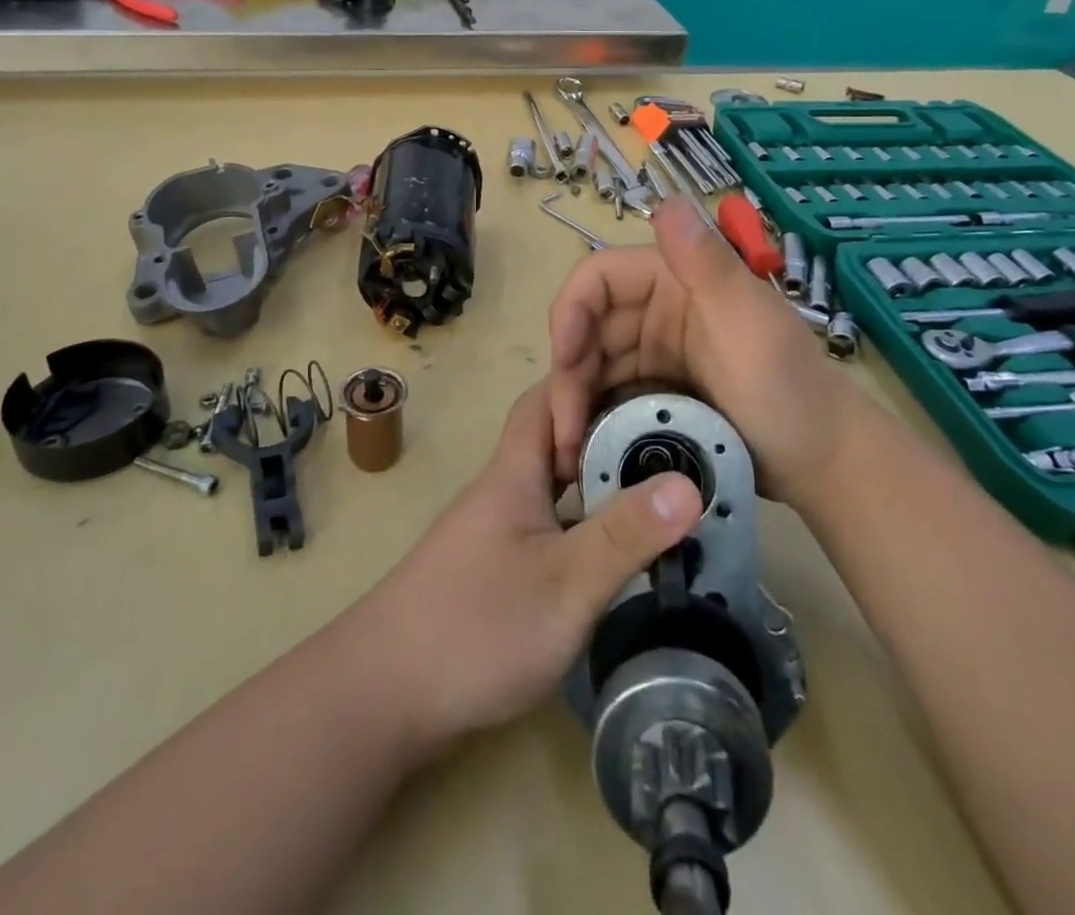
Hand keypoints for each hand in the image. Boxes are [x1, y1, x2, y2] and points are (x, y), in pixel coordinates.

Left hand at [352, 381, 699, 756]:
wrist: (385, 693)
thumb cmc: (478, 626)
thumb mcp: (565, 583)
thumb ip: (624, 535)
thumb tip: (689, 483)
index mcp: (515, 472)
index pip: (547, 397)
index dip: (589, 382)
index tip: (644, 385)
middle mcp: (504, 488)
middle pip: (554, 436)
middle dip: (606, 427)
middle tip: (671, 436)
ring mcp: (498, 528)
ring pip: (553, 482)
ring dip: (596, 476)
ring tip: (658, 485)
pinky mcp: (497, 565)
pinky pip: (550, 521)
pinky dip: (584, 520)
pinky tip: (616, 546)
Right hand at [548, 199, 875, 496]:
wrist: (826, 466)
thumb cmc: (788, 388)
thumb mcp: (749, 323)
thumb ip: (707, 263)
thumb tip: (668, 198)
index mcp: (675, 279)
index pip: (600, 277)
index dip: (571, 310)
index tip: (564, 360)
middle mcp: (658, 310)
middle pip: (588, 328)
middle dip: (569, 372)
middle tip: (564, 429)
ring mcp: (657, 354)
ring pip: (593, 366)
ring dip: (574, 401)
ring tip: (568, 449)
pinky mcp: (657, 392)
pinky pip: (610, 396)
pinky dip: (593, 417)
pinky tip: (584, 448)